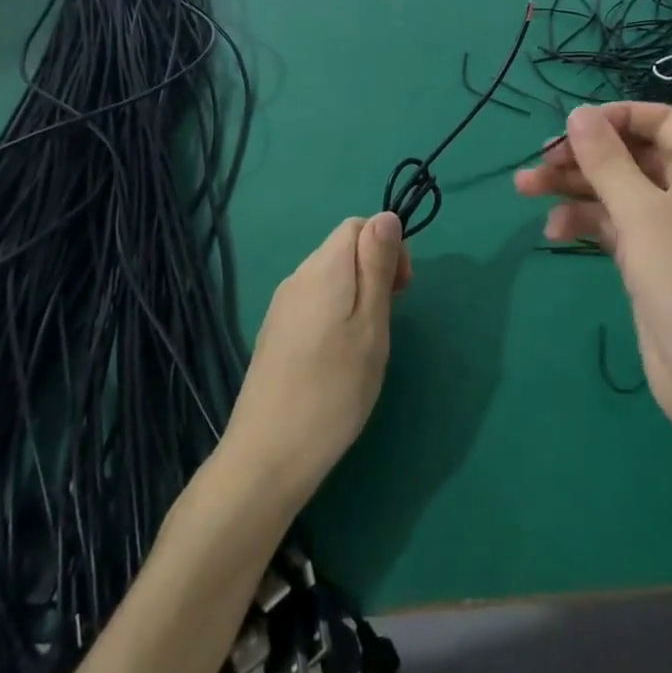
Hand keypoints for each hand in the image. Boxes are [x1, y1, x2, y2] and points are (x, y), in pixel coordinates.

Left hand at [224, 213, 410, 504]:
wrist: (268, 456)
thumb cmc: (334, 388)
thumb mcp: (370, 324)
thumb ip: (377, 266)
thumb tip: (386, 216)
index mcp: (322, 269)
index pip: (358, 225)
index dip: (388, 246)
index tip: (402, 290)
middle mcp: (297, 279)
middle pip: (342, 249)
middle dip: (375, 270)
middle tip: (389, 319)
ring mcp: (281, 308)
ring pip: (329, 277)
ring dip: (358, 294)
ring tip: (369, 341)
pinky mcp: (275, 334)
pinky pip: (314, 302)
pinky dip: (337, 313)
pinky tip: (341, 355)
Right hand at [515, 103, 671, 446]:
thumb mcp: (640, 212)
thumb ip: (606, 160)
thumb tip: (578, 114)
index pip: (658, 120)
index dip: (614, 117)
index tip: (571, 128)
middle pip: (629, 154)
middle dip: (582, 156)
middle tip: (536, 162)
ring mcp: (667, 224)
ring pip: (614, 189)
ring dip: (572, 187)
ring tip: (523, 189)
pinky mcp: (649, 255)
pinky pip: (612, 223)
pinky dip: (584, 221)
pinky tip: (553, 230)